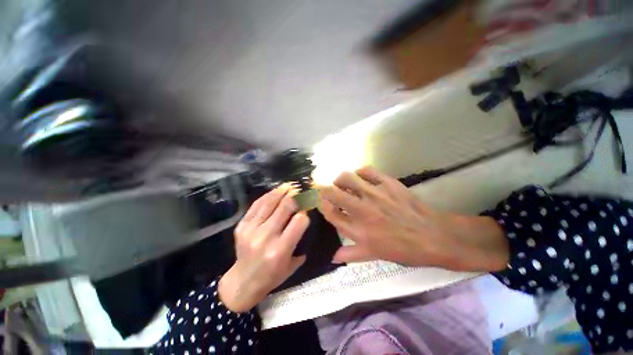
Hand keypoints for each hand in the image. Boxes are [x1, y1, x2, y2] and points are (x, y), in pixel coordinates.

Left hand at [218, 185, 308, 311]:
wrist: (242, 282)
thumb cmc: (272, 276)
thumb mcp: (293, 264)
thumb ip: (301, 241)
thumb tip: (307, 218)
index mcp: (281, 250)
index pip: (299, 221)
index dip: (306, 212)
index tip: (308, 208)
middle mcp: (266, 237)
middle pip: (285, 207)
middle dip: (295, 196)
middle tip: (301, 189)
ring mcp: (251, 229)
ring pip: (270, 202)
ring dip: (282, 191)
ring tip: (289, 185)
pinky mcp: (241, 225)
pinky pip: (256, 205)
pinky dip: (268, 196)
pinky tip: (275, 191)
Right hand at [319, 167, 507, 270]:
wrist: (432, 236)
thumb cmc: (403, 249)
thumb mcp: (375, 255)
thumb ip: (351, 254)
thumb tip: (332, 257)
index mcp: (358, 230)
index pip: (330, 213)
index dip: (323, 206)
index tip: (324, 203)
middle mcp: (362, 210)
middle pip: (333, 193)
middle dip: (325, 190)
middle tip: (329, 191)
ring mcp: (375, 194)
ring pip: (347, 177)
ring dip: (341, 179)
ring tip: (344, 183)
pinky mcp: (388, 183)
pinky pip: (367, 170)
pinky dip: (360, 172)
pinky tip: (362, 178)